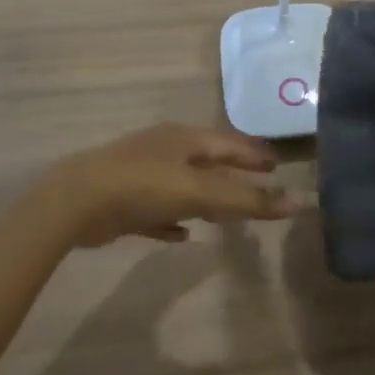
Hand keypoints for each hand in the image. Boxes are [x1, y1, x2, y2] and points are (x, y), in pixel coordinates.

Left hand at [33, 124, 303, 247]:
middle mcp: (164, 150)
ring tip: (227, 213)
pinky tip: (183, 235)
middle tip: (259, 186)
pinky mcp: (123, 200)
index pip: (231, 143)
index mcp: (184, 139)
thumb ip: (248, 199)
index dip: (255, 155)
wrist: (73, 203)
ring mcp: (141, 173)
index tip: (278, 166)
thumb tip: (301, 201)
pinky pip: (158, 210)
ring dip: (206, 198)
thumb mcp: (200, 192)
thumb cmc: (142, 187)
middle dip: (234, 175)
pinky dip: (174, 220)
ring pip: (183, 185)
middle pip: (208, 161)